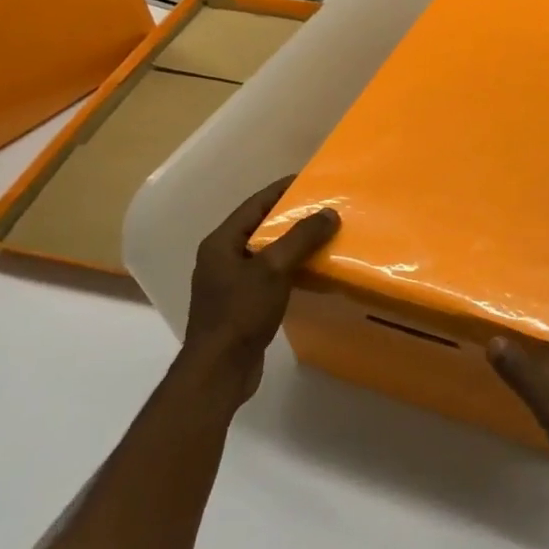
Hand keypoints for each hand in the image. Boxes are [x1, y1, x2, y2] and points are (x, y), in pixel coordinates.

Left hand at [181, 177, 339, 406]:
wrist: (219, 369)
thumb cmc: (240, 312)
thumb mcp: (273, 269)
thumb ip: (301, 238)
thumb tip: (328, 212)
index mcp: (220, 243)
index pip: (254, 205)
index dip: (281, 190)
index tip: (310, 180)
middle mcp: (220, 258)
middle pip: (260, 227)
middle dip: (291, 217)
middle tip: (323, 208)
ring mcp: (229, 283)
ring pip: (266, 253)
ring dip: (292, 244)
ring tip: (323, 236)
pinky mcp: (241, 305)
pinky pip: (269, 276)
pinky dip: (289, 269)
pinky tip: (310, 271)